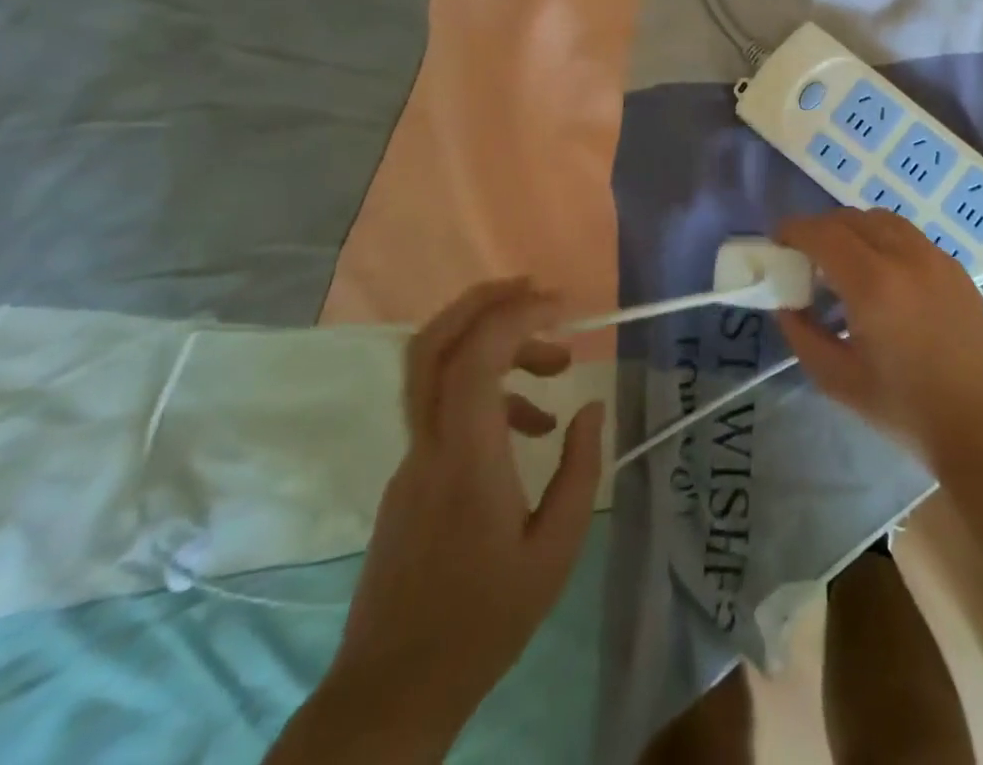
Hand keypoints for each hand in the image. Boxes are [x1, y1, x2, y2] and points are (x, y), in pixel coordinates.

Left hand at [275, 279, 603, 761]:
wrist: (392, 692)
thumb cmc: (484, 622)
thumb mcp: (555, 551)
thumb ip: (579, 470)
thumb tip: (589, 408)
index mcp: (465, 459)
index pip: (474, 359)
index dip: (516, 316)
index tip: (564, 306)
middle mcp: (429, 446)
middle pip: (431, 345)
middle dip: (483, 302)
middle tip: (538, 291)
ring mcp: (412, 459)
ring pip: (438, 370)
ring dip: (497, 346)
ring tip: (560, 363)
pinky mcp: (412, 475)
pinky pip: (447, 408)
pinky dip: (491, 391)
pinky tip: (535, 426)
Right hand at [774, 209, 982, 476]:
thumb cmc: (908, 410)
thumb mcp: (840, 381)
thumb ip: (804, 335)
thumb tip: (787, 305)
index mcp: (873, 283)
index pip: (823, 233)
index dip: (794, 230)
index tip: (778, 242)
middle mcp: (905, 256)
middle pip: (852, 218)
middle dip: (821, 229)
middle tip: (806, 257)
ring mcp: (936, 258)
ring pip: (884, 220)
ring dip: (855, 229)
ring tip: (844, 263)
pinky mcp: (957, 269)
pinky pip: (910, 236)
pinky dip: (884, 240)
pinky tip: (884, 276)